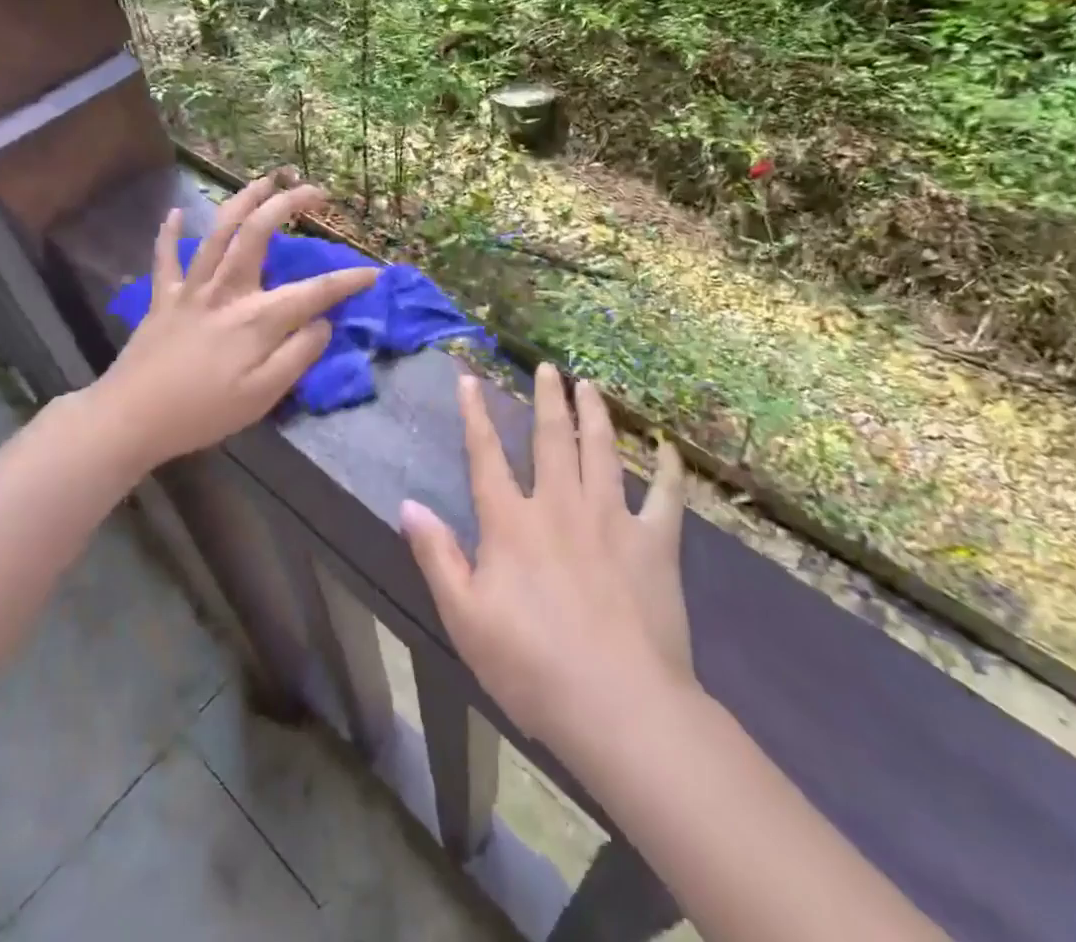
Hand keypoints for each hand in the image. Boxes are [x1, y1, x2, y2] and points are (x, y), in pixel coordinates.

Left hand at [87, 174, 379, 472]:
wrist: (130, 419)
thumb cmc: (204, 412)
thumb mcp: (263, 395)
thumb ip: (298, 355)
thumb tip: (322, 322)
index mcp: (257, 317)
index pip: (314, 292)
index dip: (347, 282)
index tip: (372, 274)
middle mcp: (227, 290)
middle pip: (260, 232)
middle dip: (290, 204)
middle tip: (315, 192)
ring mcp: (191, 289)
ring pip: (219, 231)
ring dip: (244, 199)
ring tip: (266, 180)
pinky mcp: (163, 297)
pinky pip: (165, 257)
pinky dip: (169, 233)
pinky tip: (174, 212)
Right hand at [401, 364, 692, 753]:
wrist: (619, 707)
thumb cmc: (532, 667)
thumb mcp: (464, 618)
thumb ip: (437, 556)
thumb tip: (408, 505)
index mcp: (512, 522)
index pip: (486, 456)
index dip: (476, 415)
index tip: (470, 380)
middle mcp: (560, 505)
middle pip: (552, 438)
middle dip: (547, 398)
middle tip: (548, 367)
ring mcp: (611, 519)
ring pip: (602, 451)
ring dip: (594, 414)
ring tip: (589, 386)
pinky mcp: (655, 543)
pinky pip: (664, 495)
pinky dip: (666, 468)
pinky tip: (665, 446)